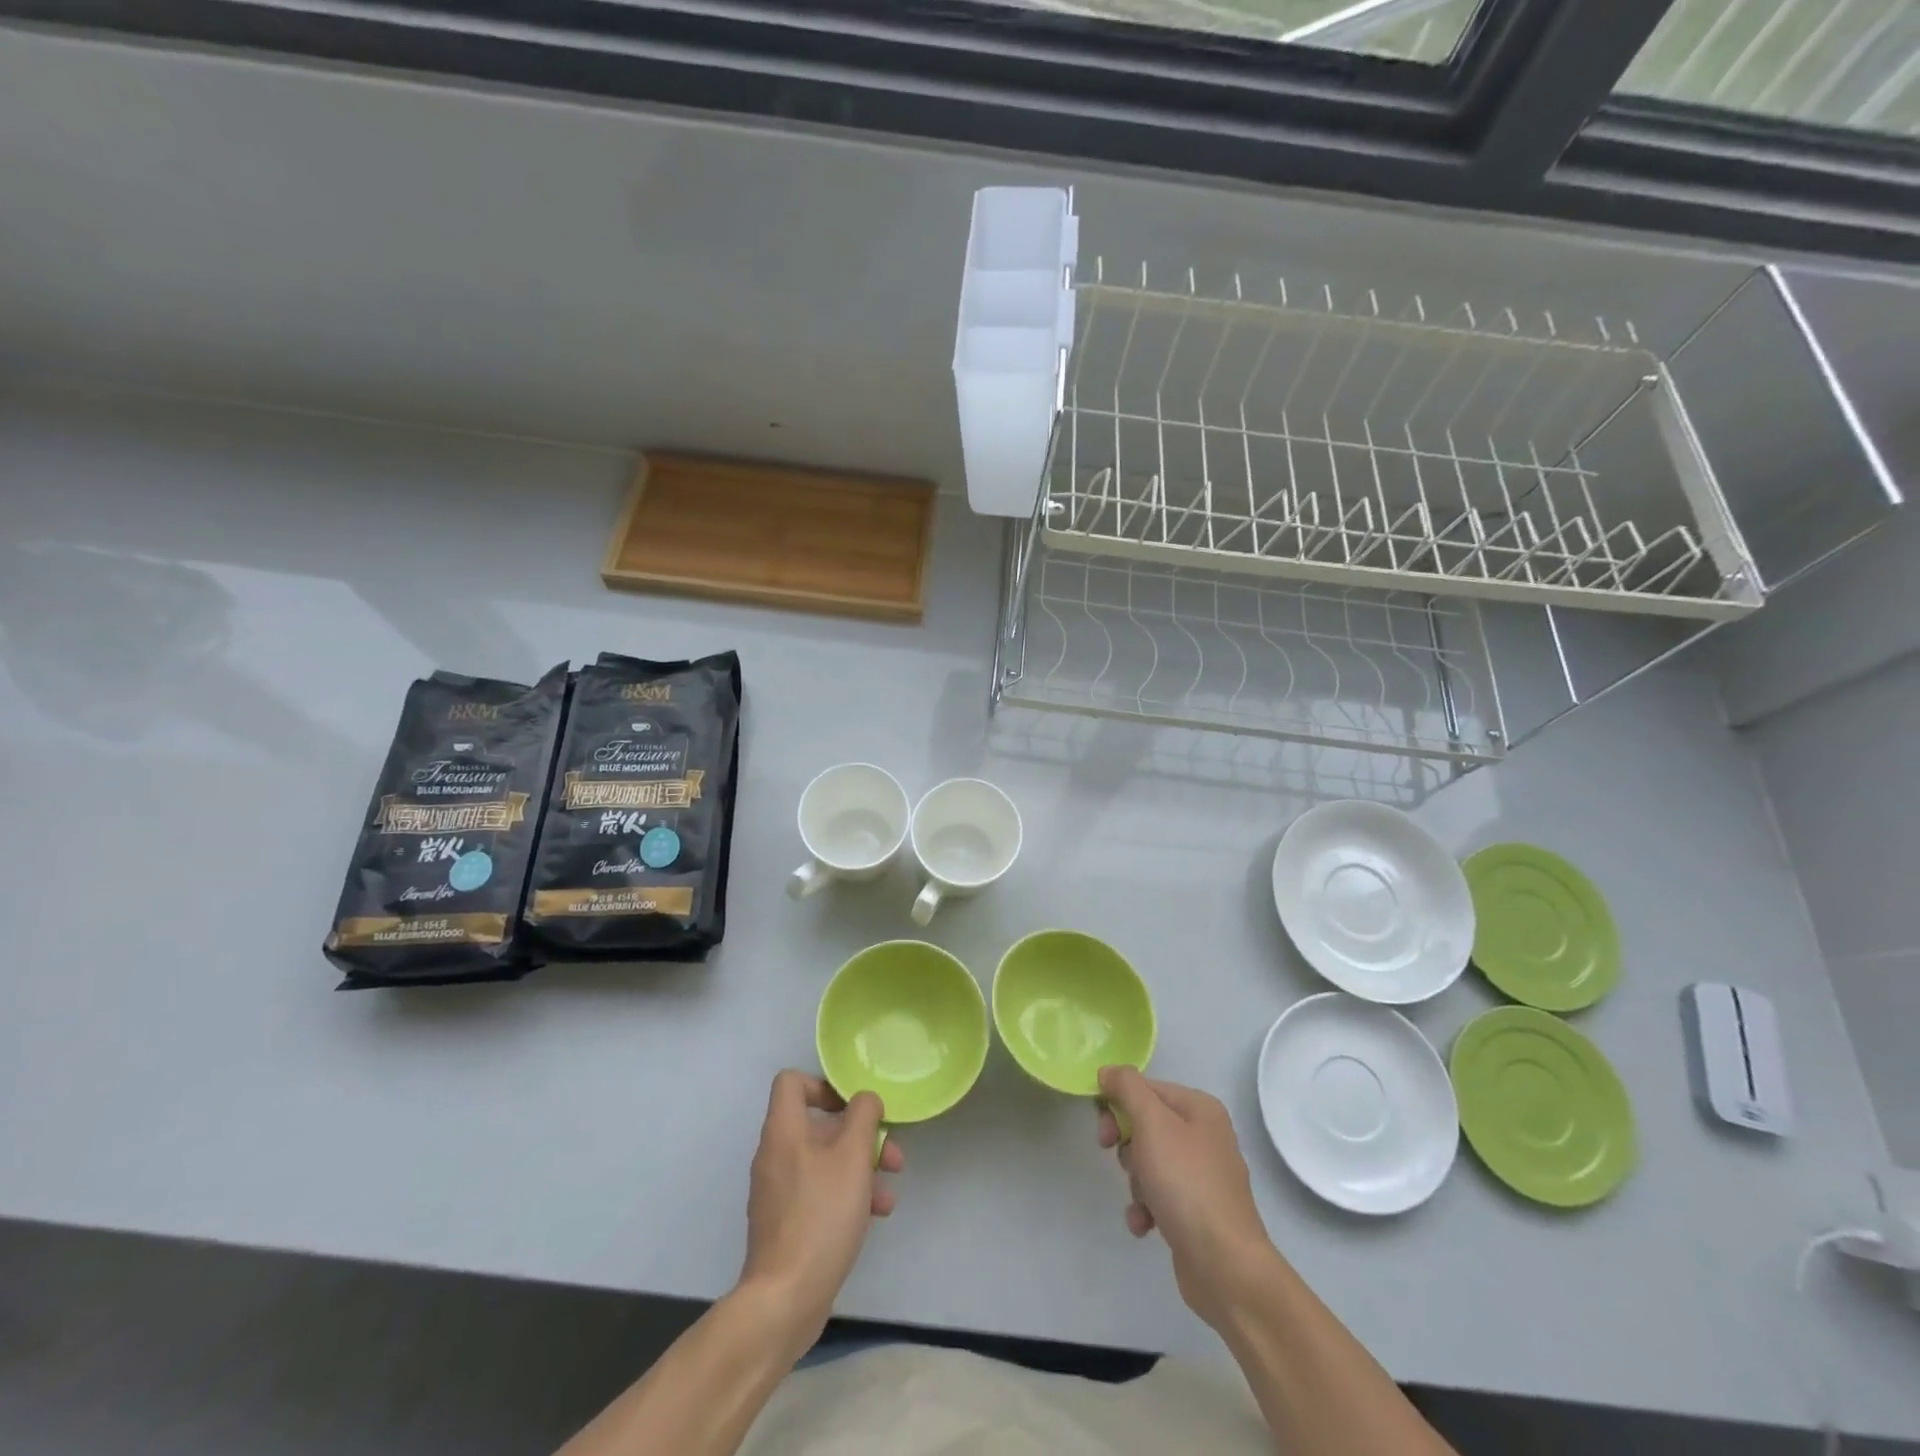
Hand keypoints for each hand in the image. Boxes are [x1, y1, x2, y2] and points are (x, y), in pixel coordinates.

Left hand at [738, 1071, 904, 1350]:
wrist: (786, 1299)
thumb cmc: (821, 1215)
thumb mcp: (853, 1156)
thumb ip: (863, 1116)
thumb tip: (865, 1099)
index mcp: (783, 1131)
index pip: (791, 1082)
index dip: (824, 1085)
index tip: (854, 1107)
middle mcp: (775, 1155)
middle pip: (818, 1125)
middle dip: (859, 1135)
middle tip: (891, 1153)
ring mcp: (778, 1191)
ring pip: (824, 1161)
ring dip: (860, 1167)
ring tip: (889, 1191)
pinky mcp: (786, 1222)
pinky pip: (819, 1191)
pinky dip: (847, 1194)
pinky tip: (875, 1215)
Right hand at [1097, 1065, 1277, 1328]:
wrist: (1225, 1266)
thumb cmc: (1186, 1183)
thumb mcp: (1152, 1123)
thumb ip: (1127, 1088)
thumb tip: (1109, 1070)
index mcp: (1200, 1108)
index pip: (1146, 1089)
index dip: (1118, 1105)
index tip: (1103, 1131)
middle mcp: (1205, 1136)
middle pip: (1146, 1125)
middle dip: (1127, 1147)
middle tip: (1121, 1163)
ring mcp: (1202, 1176)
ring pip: (1149, 1162)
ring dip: (1136, 1181)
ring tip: (1144, 1201)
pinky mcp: (1196, 1211)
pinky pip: (1159, 1196)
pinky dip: (1146, 1207)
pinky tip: (1145, 1224)